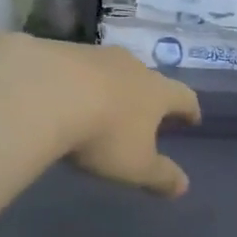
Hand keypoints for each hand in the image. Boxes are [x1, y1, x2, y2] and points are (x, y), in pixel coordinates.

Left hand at [2, 38, 200, 197]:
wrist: (44, 93)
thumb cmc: (103, 134)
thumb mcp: (135, 166)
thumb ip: (160, 176)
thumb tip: (183, 186)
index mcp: (157, 91)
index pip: (183, 97)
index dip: (189, 109)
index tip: (191, 119)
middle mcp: (131, 66)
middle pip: (148, 78)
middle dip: (148, 96)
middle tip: (145, 113)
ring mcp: (95, 54)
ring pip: (111, 70)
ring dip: (111, 86)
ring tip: (103, 104)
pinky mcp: (61, 50)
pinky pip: (77, 67)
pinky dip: (77, 81)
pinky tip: (64, 96)